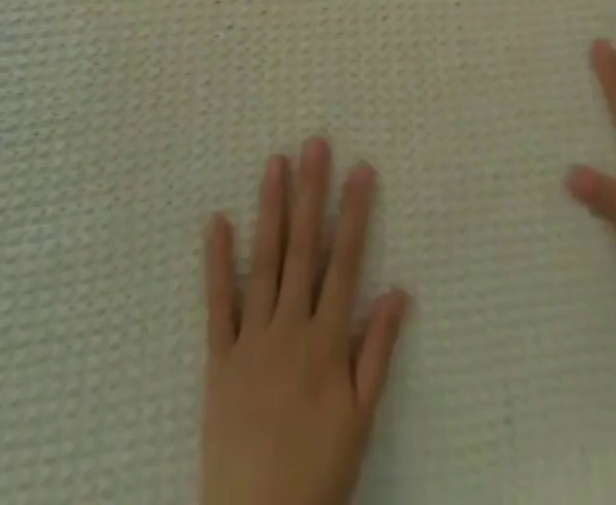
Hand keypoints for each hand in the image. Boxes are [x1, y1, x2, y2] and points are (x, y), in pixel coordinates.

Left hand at [202, 139, 410, 504]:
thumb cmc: (319, 472)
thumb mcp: (362, 418)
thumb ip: (378, 351)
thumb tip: (398, 290)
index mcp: (328, 340)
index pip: (345, 261)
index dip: (355, 212)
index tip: (361, 169)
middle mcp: (291, 328)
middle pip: (303, 248)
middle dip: (311, 193)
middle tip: (314, 145)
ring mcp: (252, 339)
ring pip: (264, 262)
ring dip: (271, 209)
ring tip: (275, 163)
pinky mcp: (219, 359)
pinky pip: (218, 304)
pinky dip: (217, 261)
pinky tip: (217, 221)